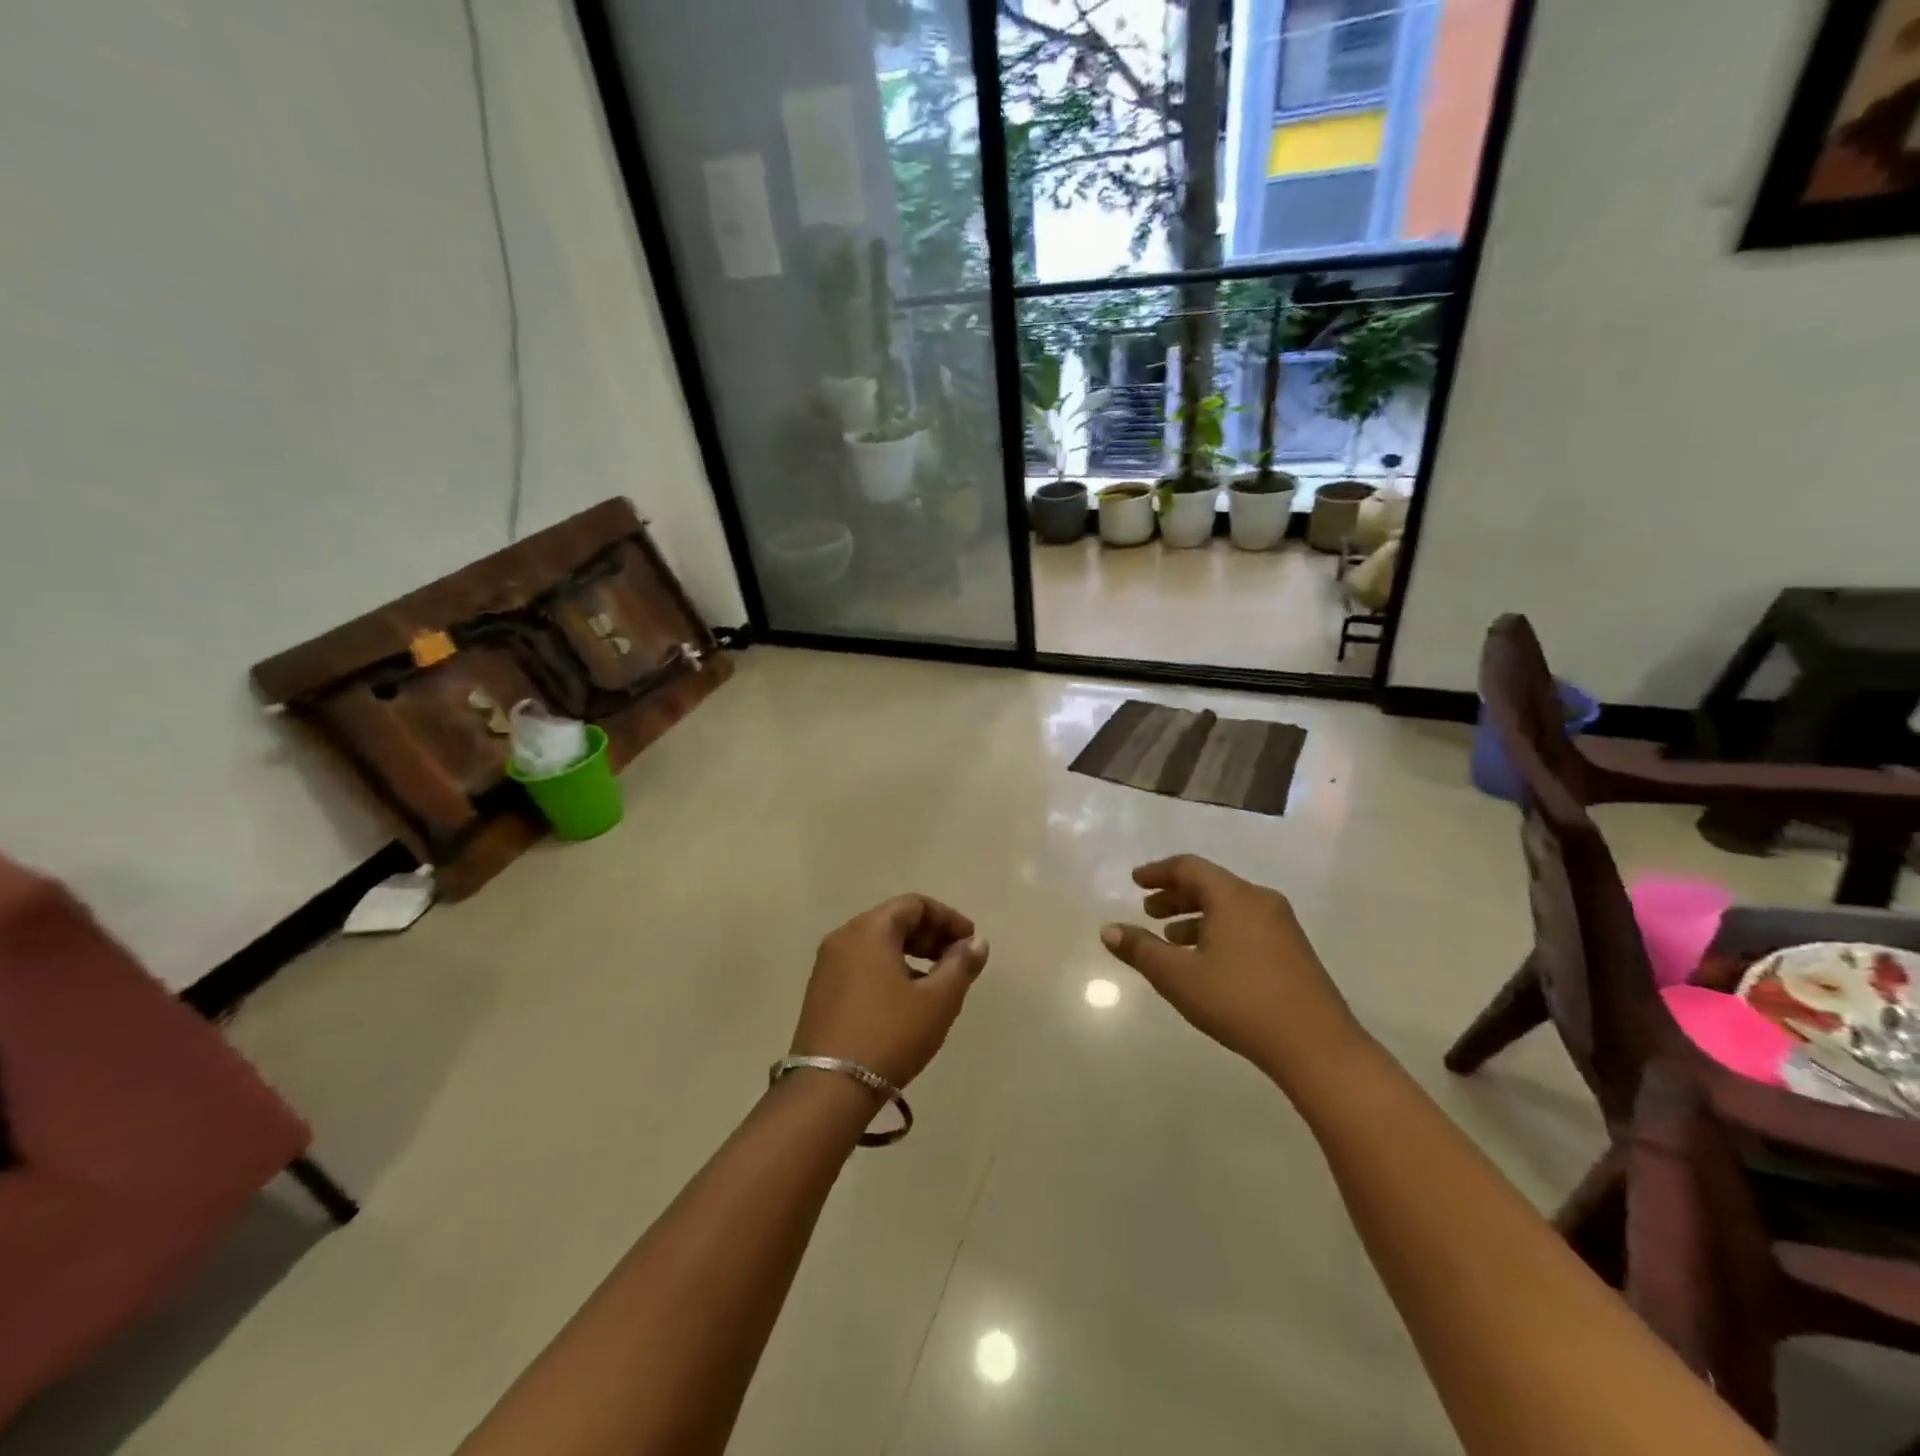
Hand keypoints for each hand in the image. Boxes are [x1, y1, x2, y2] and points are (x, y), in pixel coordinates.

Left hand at [790, 896, 989, 1088]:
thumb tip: (976, 943)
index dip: (948, 918)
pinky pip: (862, 965)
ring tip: (936, 982)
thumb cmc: (889, 1034)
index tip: (970, 942)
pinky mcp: (821, 993)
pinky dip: (889, 969)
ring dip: (911, 954)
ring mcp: (827, 966)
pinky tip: (905, 1000)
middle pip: (893, 920)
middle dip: (930, 935)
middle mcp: (843, 938)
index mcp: (869, 929)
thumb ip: (961, 965)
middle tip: (957, 960)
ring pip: (877, 944)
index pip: (914, 904)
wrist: (828, 1089)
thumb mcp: (937, 1001)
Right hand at [1100, 855, 1362, 1081]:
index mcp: (1233, 896)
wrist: (1317, 1046)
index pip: (1189, 867)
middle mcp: (1259, 900)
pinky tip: (1207, 961)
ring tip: (1171, 940)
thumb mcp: (1178, 976)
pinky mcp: (1293, 950)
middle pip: (1210, 884)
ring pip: (1229, 907)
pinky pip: (1246, 924)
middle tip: (1148, 912)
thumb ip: (1140, 950)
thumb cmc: (1239, 1001)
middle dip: (1175, 895)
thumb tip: (1108, 929)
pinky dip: (1218, 930)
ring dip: (1196, 916)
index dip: (1158, 872)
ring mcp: (1282, 925)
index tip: (1135, 882)